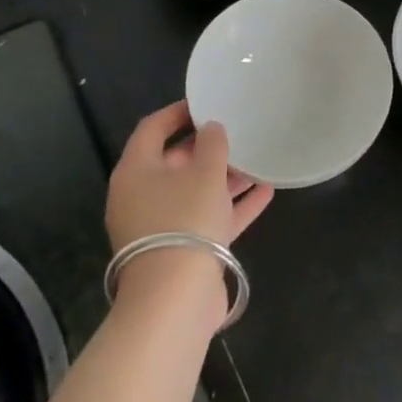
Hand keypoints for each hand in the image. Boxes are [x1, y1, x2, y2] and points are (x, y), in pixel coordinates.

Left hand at [105, 100, 274, 255]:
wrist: (176, 299)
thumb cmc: (185, 220)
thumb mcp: (204, 173)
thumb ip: (212, 144)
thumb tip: (212, 128)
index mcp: (136, 172)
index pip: (153, 128)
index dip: (179, 112)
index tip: (207, 102)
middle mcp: (142, 197)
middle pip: (174, 161)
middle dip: (207, 147)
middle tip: (237, 131)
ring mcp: (161, 227)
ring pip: (194, 192)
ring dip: (224, 177)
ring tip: (257, 159)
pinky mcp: (182, 251)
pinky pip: (209, 218)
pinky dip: (233, 206)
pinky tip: (265, 192)